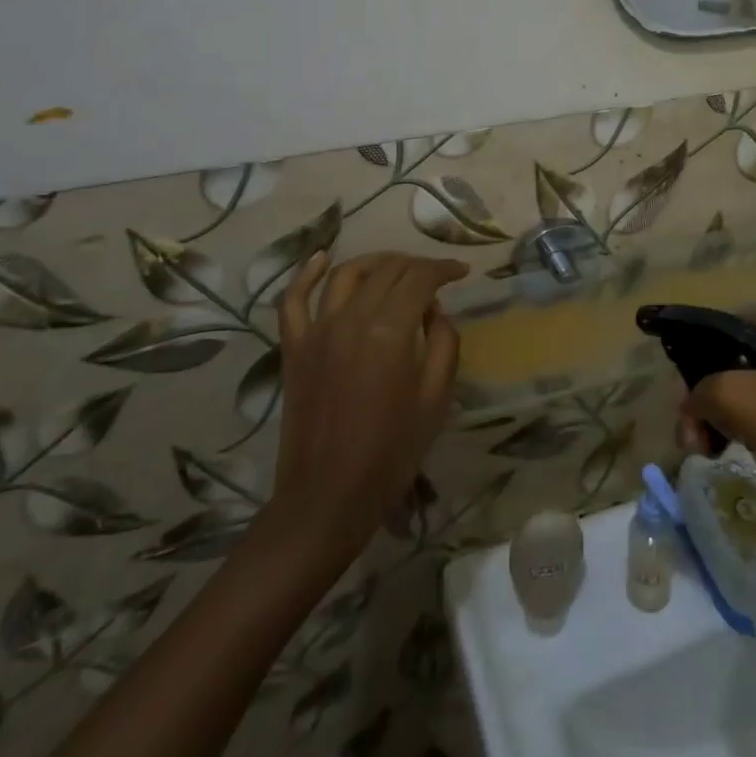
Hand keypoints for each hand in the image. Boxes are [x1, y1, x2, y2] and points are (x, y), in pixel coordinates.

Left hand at [272, 251, 466, 555]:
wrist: (327, 498)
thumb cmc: (391, 452)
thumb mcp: (436, 398)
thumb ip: (443, 342)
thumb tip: (433, 310)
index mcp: (390, 332)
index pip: (420, 278)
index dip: (443, 268)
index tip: (460, 271)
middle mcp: (351, 319)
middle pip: (387, 270)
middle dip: (416, 265)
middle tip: (435, 276)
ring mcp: (317, 330)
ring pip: (347, 274)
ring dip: (376, 262)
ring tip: (396, 266)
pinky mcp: (294, 346)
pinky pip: (294, 298)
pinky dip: (307, 273)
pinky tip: (322, 258)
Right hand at [681, 309, 755, 508]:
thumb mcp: (737, 397)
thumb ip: (699, 391)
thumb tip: (690, 409)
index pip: (715, 330)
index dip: (691, 362)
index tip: (684, 403)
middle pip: (726, 363)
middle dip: (703, 400)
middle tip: (693, 440)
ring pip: (741, 391)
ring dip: (718, 419)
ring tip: (707, 451)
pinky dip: (740, 430)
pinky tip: (733, 451)